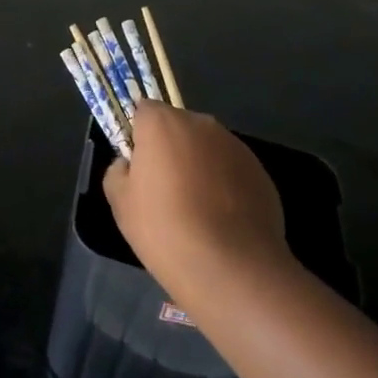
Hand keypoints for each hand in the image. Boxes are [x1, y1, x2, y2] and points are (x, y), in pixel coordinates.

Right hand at [104, 102, 289, 293]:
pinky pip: (232, 169)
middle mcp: (201, 123)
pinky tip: (222, 220)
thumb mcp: (121, 204)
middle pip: (178, 127)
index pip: (144, 111)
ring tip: (198, 210)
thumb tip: (129, 165)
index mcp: (163, 123)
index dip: (139, 135)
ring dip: (200, 166)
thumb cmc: (165, 229)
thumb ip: (118, 172)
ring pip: (207, 148)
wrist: (231, 267)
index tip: (139, 166)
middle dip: (171, 149)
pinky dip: (225, 185)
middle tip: (165, 190)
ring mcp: (235, 145)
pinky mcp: (259, 170)